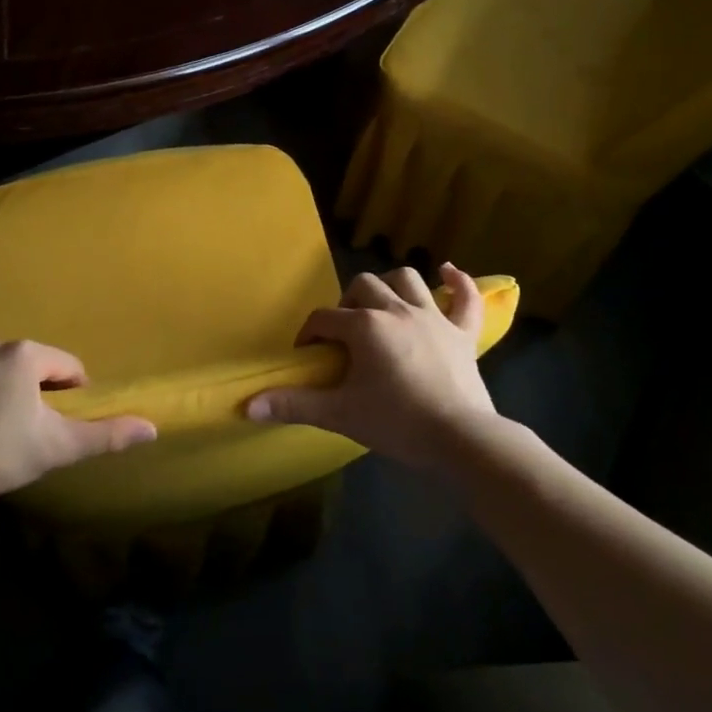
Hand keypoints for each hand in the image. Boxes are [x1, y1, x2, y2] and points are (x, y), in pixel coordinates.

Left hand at [0, 339, 155, 502]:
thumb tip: (153, 428)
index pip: (67, 367)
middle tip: (31, 433)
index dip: (74, 395)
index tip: (64, 424)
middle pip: (30, 367)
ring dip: (2, 394)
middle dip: (36, 394)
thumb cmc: (1, 453)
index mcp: (26, 355)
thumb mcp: (60, 446)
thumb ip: (107, 434)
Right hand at [247, 264, 498, 470]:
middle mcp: (397, 310)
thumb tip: (247, 406)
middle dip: (348, 304)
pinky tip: (448, 273)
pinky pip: (464, 297)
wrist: (459, 439)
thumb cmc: (396, 423)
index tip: (307, 354)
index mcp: (365, 326)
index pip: (325, 319)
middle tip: (345, 333)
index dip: (310, 333)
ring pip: (408, 279)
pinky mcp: (462, 333)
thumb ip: (294, 405)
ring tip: (381, 305)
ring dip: (390, 285)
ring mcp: (434, 317)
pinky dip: (457, 283)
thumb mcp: (340, 415)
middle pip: (363, 286)